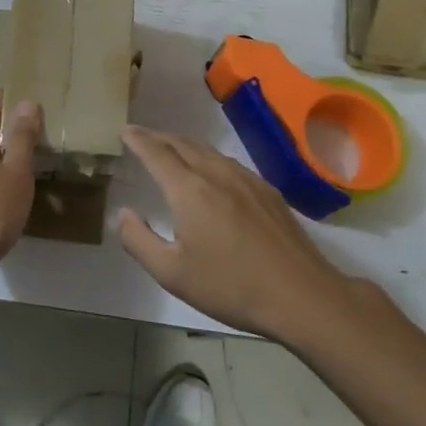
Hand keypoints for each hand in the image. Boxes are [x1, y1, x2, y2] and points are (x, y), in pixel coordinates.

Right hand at [117, 125, 379, 338]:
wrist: (302, 295)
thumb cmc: (231, 286)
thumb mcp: (172, 273)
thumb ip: (139, 241)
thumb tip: (124, 214)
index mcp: (189, 190)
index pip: (157, 153)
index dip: (138, 140)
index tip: (125, 130)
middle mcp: (216, 174)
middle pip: (182, 144)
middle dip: (159, 137)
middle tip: (142, 136)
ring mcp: (246, 179)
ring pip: (208, 150)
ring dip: (184, 144)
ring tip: (172, 149)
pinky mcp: (267, 191)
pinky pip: (229, 161)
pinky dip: (208, 156)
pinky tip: (212, 171)